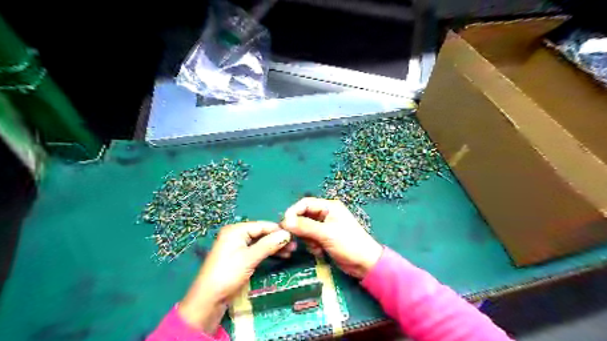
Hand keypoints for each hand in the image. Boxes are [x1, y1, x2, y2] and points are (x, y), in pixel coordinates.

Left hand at [178, 221, 295, 332]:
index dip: (278, 230)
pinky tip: (280, 256)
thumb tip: (287, 234)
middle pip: (262, 233)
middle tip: (294, 246)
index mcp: (236, 230)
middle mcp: (236, 235)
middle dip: (278, 239)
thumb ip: (269, 244)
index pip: (262, 225)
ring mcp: (238, 246)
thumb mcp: (250, 258)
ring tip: (290, 252)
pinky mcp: (240, 257)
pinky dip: (268, 253)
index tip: (295, 235)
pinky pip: (257, 251)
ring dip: (275, 247)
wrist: (208, 299)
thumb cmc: (228, 274)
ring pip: (261, 243)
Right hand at [280, 197, 382, 278]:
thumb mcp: (326, 234)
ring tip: (316, 248)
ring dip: (307, 239)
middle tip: (297, 240)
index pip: (305, 203)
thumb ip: (305, 226)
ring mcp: (325, 226)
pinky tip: (319, 252)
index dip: (293, 212)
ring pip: (305, 229)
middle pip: (303, 216)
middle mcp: (326, 214)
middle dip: (300, 229)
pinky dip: (312, 245)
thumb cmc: (348, 244)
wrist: (365, 264)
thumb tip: (285, 222)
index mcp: (329, 207)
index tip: (284, 225)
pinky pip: (311, 238)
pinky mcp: (324, 238)